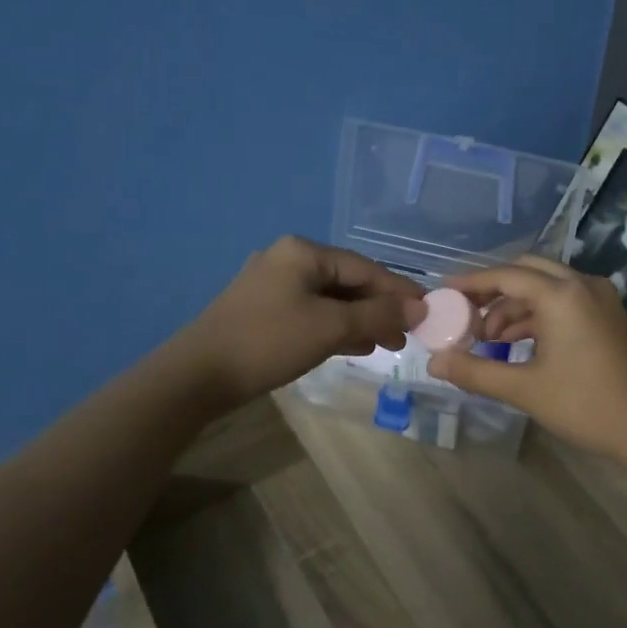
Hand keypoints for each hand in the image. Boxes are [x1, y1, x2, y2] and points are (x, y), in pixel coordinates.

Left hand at [175, 236, 425, 405]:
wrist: (198, 375)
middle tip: (407, 335)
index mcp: (304, 252)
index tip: (428, 311)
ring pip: (330, 299)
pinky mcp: (263, 310)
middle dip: (380, 308)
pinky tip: (355, 346)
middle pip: (348, 281)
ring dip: (360, 320)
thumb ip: (378, 315)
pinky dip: (336, 327)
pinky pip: (312, 312)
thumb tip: (419, 308)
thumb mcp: (330, 327)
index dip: (399, 290)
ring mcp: (272, 284)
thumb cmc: (269, 342)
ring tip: (387, 344)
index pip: (365, 268)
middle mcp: (288, 259)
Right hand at [426, 256, 626, 458]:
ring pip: (547, 287)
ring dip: (515, 306)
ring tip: (488, 339)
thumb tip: (434, 364)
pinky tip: (518, 344)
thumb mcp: (523, 389)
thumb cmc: (584, 405)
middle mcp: (583, 285)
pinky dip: (538, 316)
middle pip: (528, 272)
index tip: (444, 291)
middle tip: (467, 315)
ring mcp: (600, 299)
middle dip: (494, 291)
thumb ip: (475, 372)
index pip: (506, 275)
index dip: (471, 282)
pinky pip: (565, 302)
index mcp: (562, 294)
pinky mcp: (609, 316)